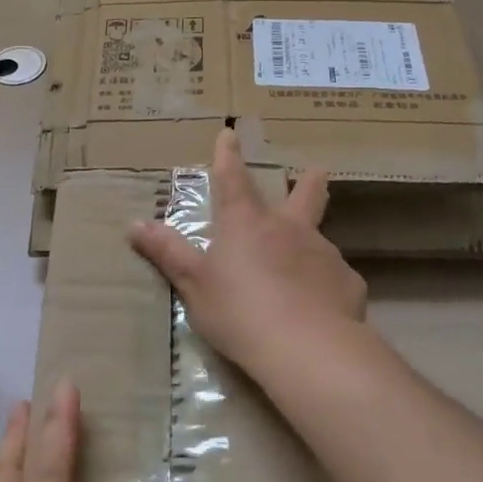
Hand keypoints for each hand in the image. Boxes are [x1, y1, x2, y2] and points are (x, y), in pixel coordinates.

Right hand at [129, 128, 365, 374]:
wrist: (307, 348)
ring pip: (318, 240)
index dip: (228, 156)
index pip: (233, 179)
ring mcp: (324, 253)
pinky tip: (320, 308)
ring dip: (309, 246)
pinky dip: (325, 286)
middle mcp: (289, 229)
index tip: (229, 133)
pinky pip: (334, 279)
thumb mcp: (194, 285)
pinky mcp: (347, 283)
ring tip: (302, 272)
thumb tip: (135, 224)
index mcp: (247, 224)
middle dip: (308, 182)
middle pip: (305, 195)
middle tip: (316, 172)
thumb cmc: (239, 311)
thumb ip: (168, 253)